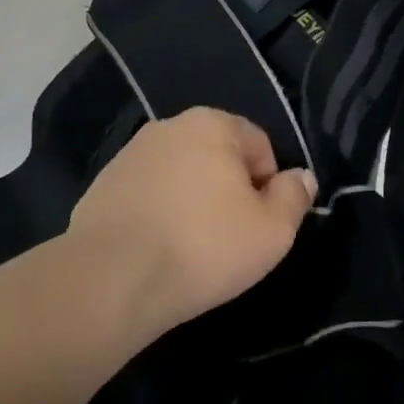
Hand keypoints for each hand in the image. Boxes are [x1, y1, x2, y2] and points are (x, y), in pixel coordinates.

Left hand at [69, 107, 316, 328]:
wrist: (112, 279)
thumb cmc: (204, 248)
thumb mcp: (272, 231)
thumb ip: (294, 196)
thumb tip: (301, 176)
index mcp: (213, 124)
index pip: (260, 145)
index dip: (268, 186)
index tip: (259, 224)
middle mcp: (170, 126)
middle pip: (218, 156)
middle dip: (229, 190)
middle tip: (229, 237)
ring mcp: (131, 153)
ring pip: (181, 174)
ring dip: (193, 200)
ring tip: (190, 246)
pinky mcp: (103, 184)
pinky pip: (149, 193)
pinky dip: (159, 212)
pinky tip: (157, 248)